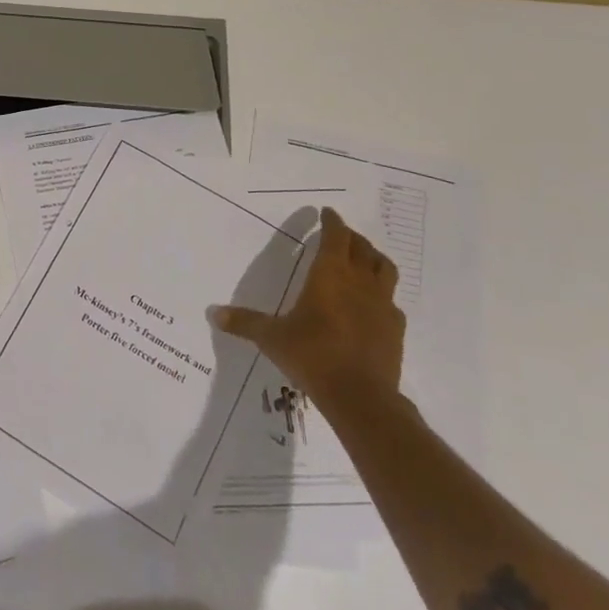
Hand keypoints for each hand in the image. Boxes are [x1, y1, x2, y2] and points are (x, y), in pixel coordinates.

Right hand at [212, 206, 404, 409]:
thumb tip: (213, 313)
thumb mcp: (271, 338)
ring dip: (373, 258)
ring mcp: (382, 304)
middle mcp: (359, 282)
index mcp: (329, 275)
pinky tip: (371, 304)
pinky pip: (391, 300)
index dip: (332, 222)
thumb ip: (244, 322)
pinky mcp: (395, 328)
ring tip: (363, 259)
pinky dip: (381, 293)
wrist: (360, 396)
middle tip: (340, 235)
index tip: (328, 213)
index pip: (336, 236)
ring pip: (384, 269)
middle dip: (351, 237)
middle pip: (362, 248)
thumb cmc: (312, 355)